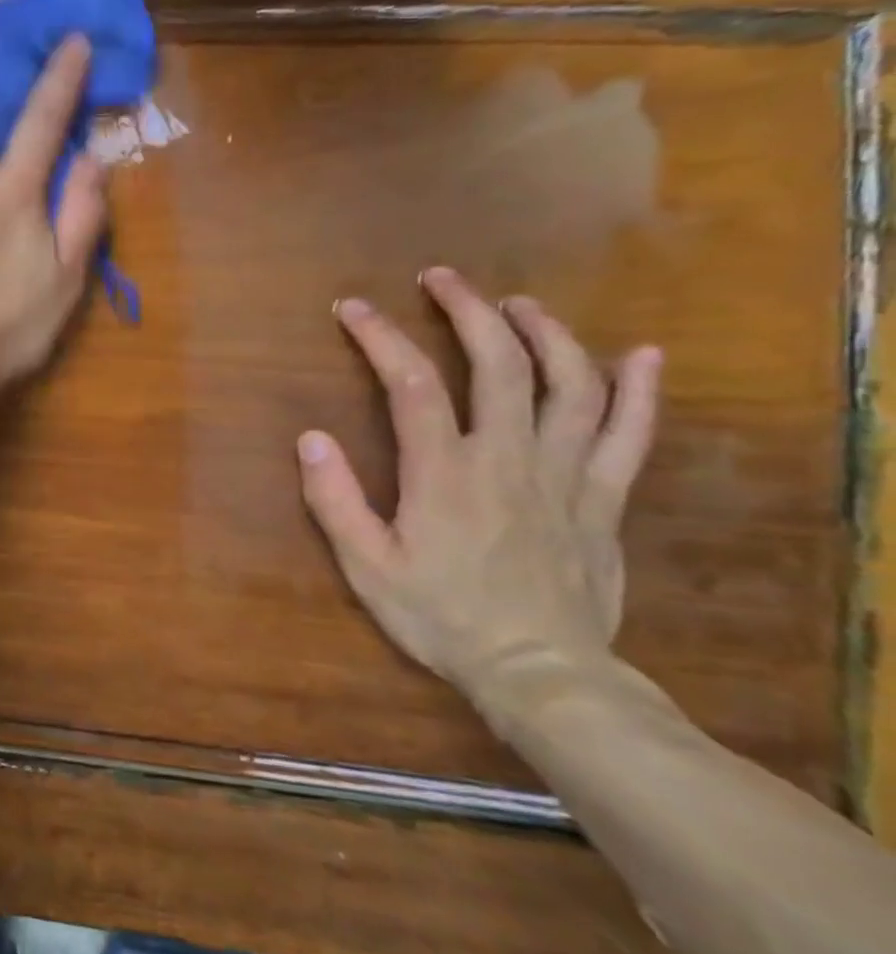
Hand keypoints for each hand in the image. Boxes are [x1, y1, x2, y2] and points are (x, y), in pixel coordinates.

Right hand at [296, 269, 662, 707]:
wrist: (541, 676)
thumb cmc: (443, 618)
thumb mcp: (367, 567)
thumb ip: (336, 501)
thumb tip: (311, 438)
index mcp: (445, 472)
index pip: (411, 382)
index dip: (380, 336)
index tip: (353, 308)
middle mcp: (508, 457)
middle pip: (498, 363)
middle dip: (468, 310)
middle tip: (442, 278)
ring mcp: (565, 475)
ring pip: (569, 385)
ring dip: (545, 333)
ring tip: (519, 304)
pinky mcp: (603, 499)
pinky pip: (631, 435)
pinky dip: (638, 391)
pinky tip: (641, 355)